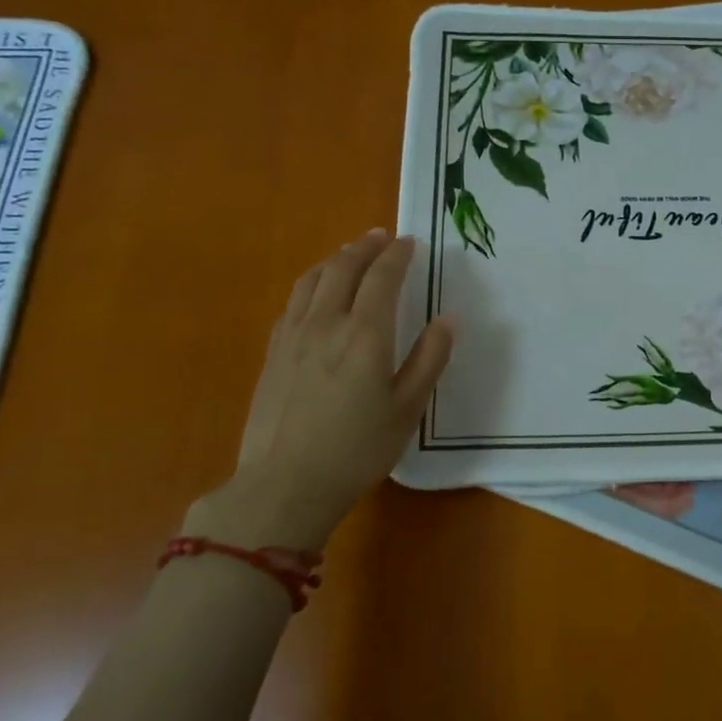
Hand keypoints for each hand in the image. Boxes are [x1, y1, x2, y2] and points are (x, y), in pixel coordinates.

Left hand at [194, 230, 454, 552]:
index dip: (397, 255)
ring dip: (335, 259)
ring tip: (349, 253)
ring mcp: (293, 335)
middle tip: (381, 236)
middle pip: (343, 268)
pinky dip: (311, 283)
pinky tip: (316, 292)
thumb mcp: (408, 408)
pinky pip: (293, 301)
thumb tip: (449, 319)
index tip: (410, 242)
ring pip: (312, 280)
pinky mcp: (273, 352)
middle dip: (364, 247)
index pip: (382, 277)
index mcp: (365, 333)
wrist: (284, 483)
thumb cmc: (357, 449)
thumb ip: (429, 359)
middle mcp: (326, 323)